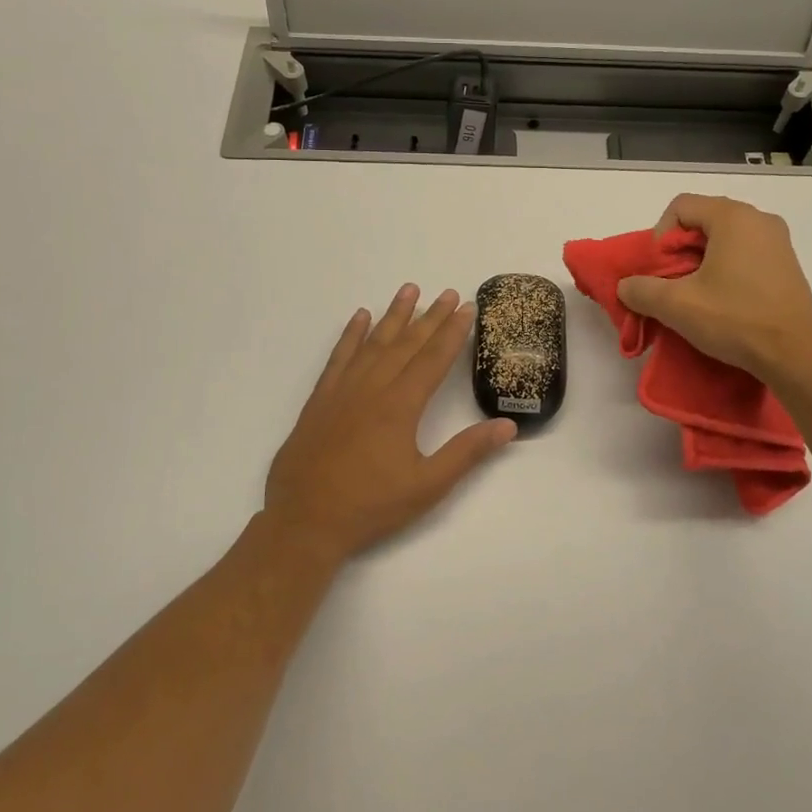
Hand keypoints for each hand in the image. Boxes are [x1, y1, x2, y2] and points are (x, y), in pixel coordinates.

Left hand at [264, 284, 516, 562]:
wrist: (304, 521)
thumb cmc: (370, 506)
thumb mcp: (428, 486)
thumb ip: (467, 453)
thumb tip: (507, 426)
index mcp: (400, 406)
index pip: (434, 359)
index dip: (453, 332)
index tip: (467, 308)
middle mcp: (372, 388)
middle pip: (407, 344)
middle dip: (431, 316)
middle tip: (449, 293)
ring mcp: (342, 391)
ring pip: (373, 343)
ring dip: (394, 315)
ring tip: (409, 289)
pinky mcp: (320, 400)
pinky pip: (339, 357)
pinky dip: (351, 334)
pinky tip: (360, 317)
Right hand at [615, 195, 811, 386]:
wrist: (796, 356)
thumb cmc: (735, 319)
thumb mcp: (676, 305)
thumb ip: (641, 290)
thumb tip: (626, 286)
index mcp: (734, 217)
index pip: (680, 207)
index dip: (660, 236)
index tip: (660, 270)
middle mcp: (759, 219)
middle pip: (702, 221)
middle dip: (679, 252)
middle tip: (672, 285)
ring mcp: (778, 242)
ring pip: (723, 240)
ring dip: (700, 263)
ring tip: (695, 296)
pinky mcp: (787, 266)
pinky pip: (745, 255)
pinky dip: (725, 271)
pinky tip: (722, 303)